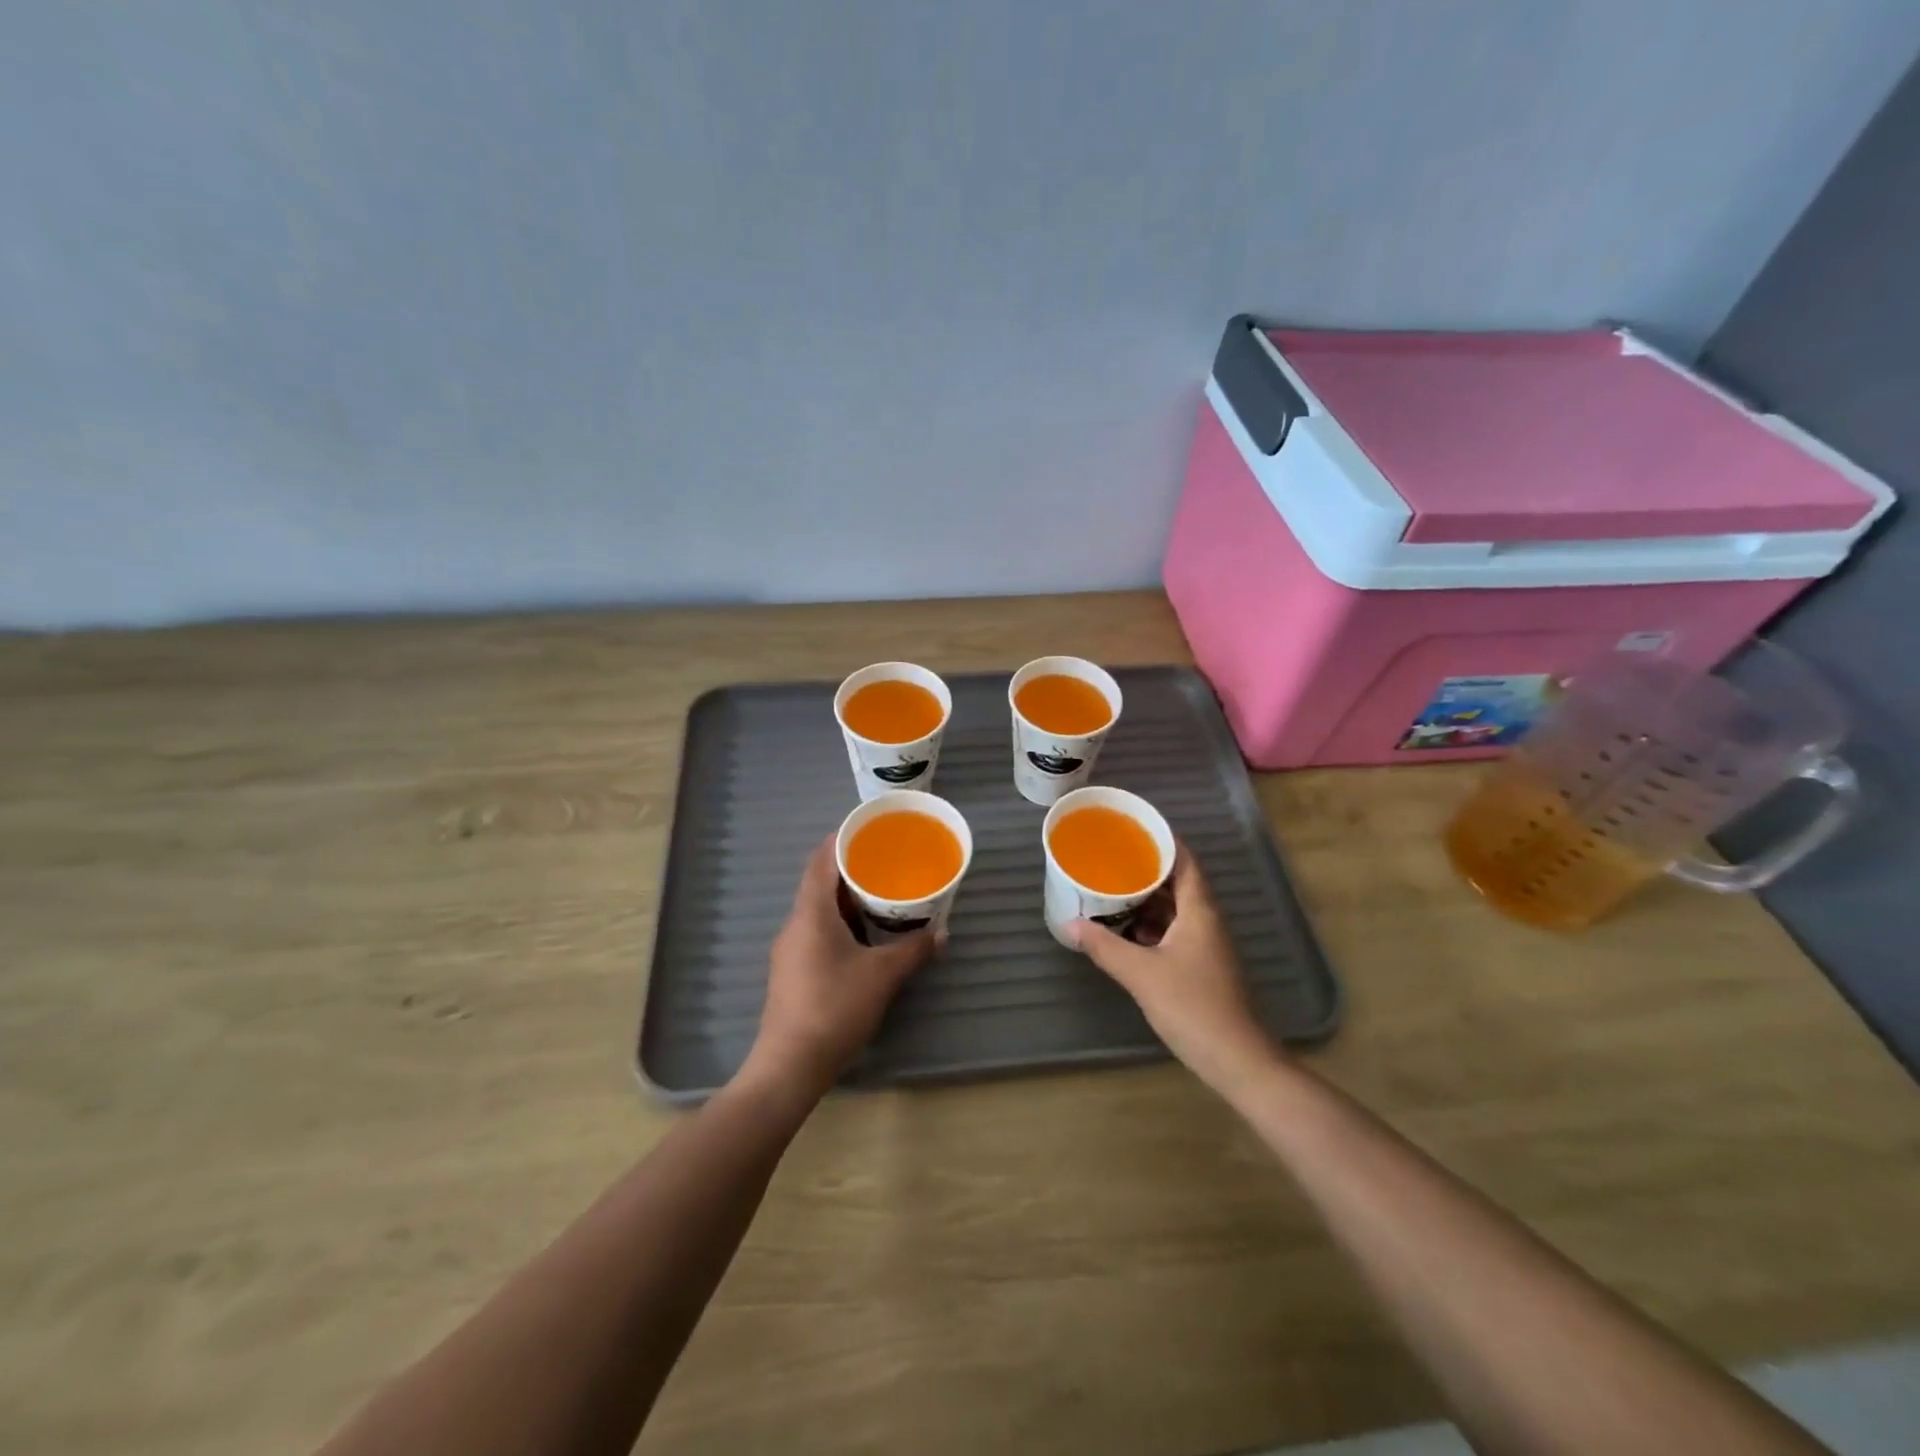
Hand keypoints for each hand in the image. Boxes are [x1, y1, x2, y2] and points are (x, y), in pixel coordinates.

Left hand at [740, 835, 936, 1101]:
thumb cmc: (834, 1008)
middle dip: (851, 869)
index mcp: (811, 913)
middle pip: (820, 883)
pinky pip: (818, 932)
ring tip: (882, 895)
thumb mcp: (882, 976)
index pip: (821, 860)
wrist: (790, 1066)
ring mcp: (790, 950)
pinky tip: (865, 936)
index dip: (841, 839)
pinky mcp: (793, 972)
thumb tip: (941, 934)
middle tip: (886, 862)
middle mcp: (795, 924)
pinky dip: (842, 923)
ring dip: (847, 900)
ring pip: (819, 910)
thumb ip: (914, 950)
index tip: (869, 829)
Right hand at [1071, 845, 1278, 1093]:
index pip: (1184, 860)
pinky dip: (1152, 926)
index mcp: (1199, 911)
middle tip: (1111, 860)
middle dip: (1145, 870)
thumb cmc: (1192, 1007)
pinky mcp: (1203, 965)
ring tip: (1111, 892)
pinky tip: (1126, 934)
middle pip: (1178, 882)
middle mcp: (1207, 920)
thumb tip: (1070, 924)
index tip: (1131, 829)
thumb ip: (1104, 947)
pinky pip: (1176, 931)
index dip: (1161, 841)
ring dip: (1146, 900)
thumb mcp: (1141, 974)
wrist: (1237, 1060)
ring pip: (1176, 909)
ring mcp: (1208, 944)